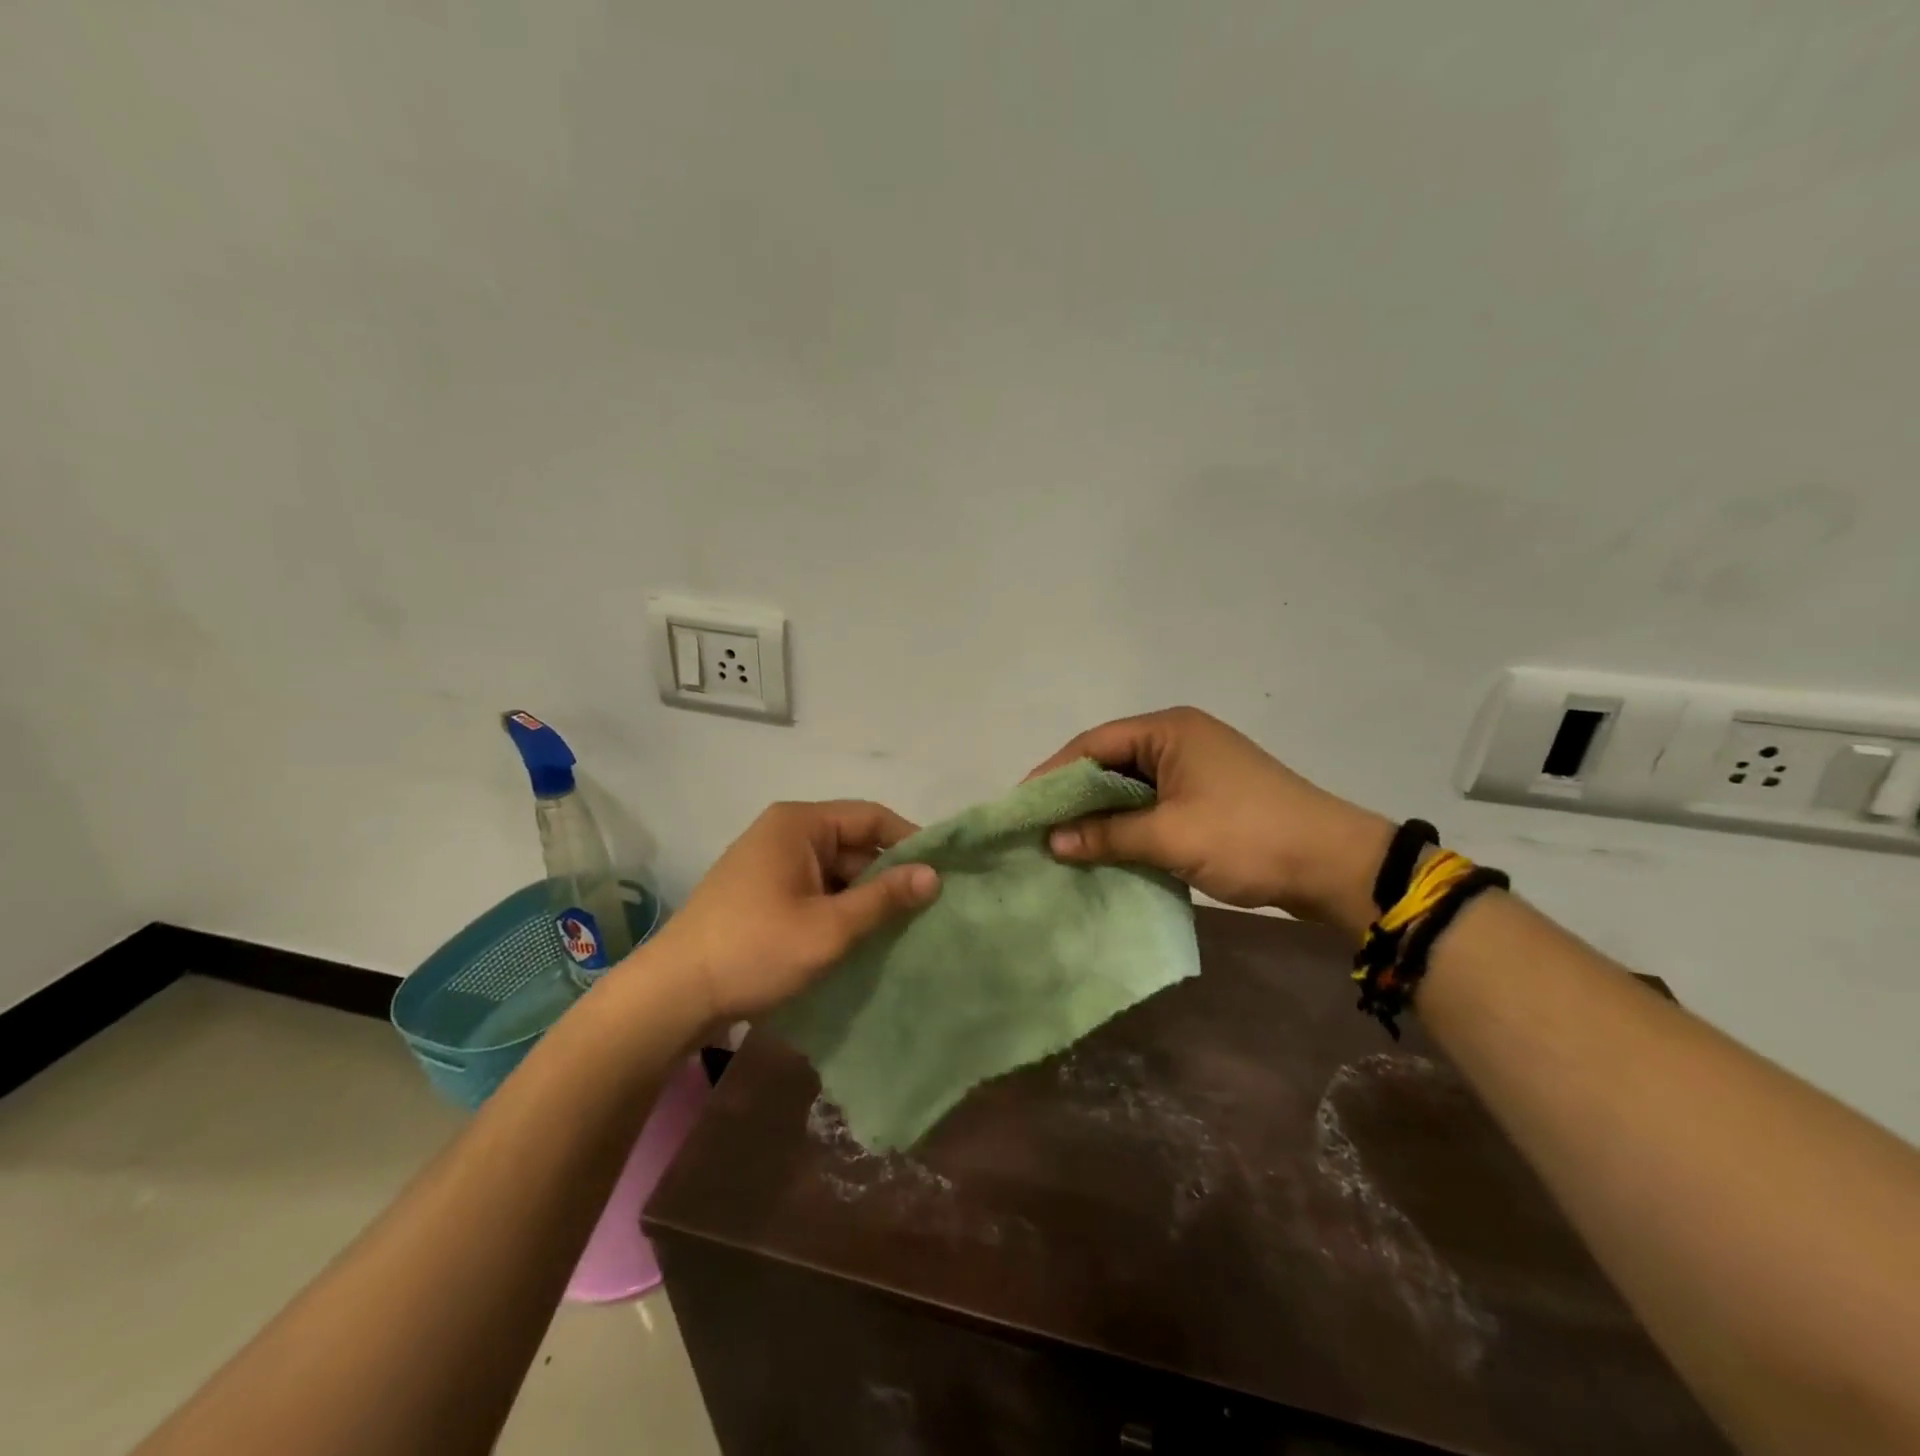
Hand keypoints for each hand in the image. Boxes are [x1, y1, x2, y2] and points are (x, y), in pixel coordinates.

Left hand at [639, 800, 939, 1024]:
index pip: (872, 817)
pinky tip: (861, 938)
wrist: (674, 995)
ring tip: (901, 929)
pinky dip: (839, 909)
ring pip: (835, 871)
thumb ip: (884, 898)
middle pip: (854, 843)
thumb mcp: (829, 927)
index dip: (910, 842)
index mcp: (800, 824)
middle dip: (888, 875)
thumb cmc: (756, 949)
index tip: (942, 874)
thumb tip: (934, 874)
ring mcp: (770, 863)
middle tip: (927, 910)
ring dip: (864, 897)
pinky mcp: (762, 893)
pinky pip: (815, 889)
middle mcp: (785, 832)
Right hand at [1028, 707, 1391, 935]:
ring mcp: (1195, 767)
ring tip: (1061, 841)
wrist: (1334, 866)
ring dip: (1100, 813)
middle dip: (1073, 795)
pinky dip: (1127, 824)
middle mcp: (1179, 738)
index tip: (1021, 806)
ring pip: (1130, 786)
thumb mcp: (1170, 836)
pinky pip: (1152, 804)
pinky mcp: (1207, 796)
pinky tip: (1104, 848)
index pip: (1093, 743)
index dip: (1053, 774)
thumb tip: (1052, 841)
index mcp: (1169, 730)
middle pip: (1109, 761)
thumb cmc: (1248, 837)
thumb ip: (1107, 835)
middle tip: (1036, 826)